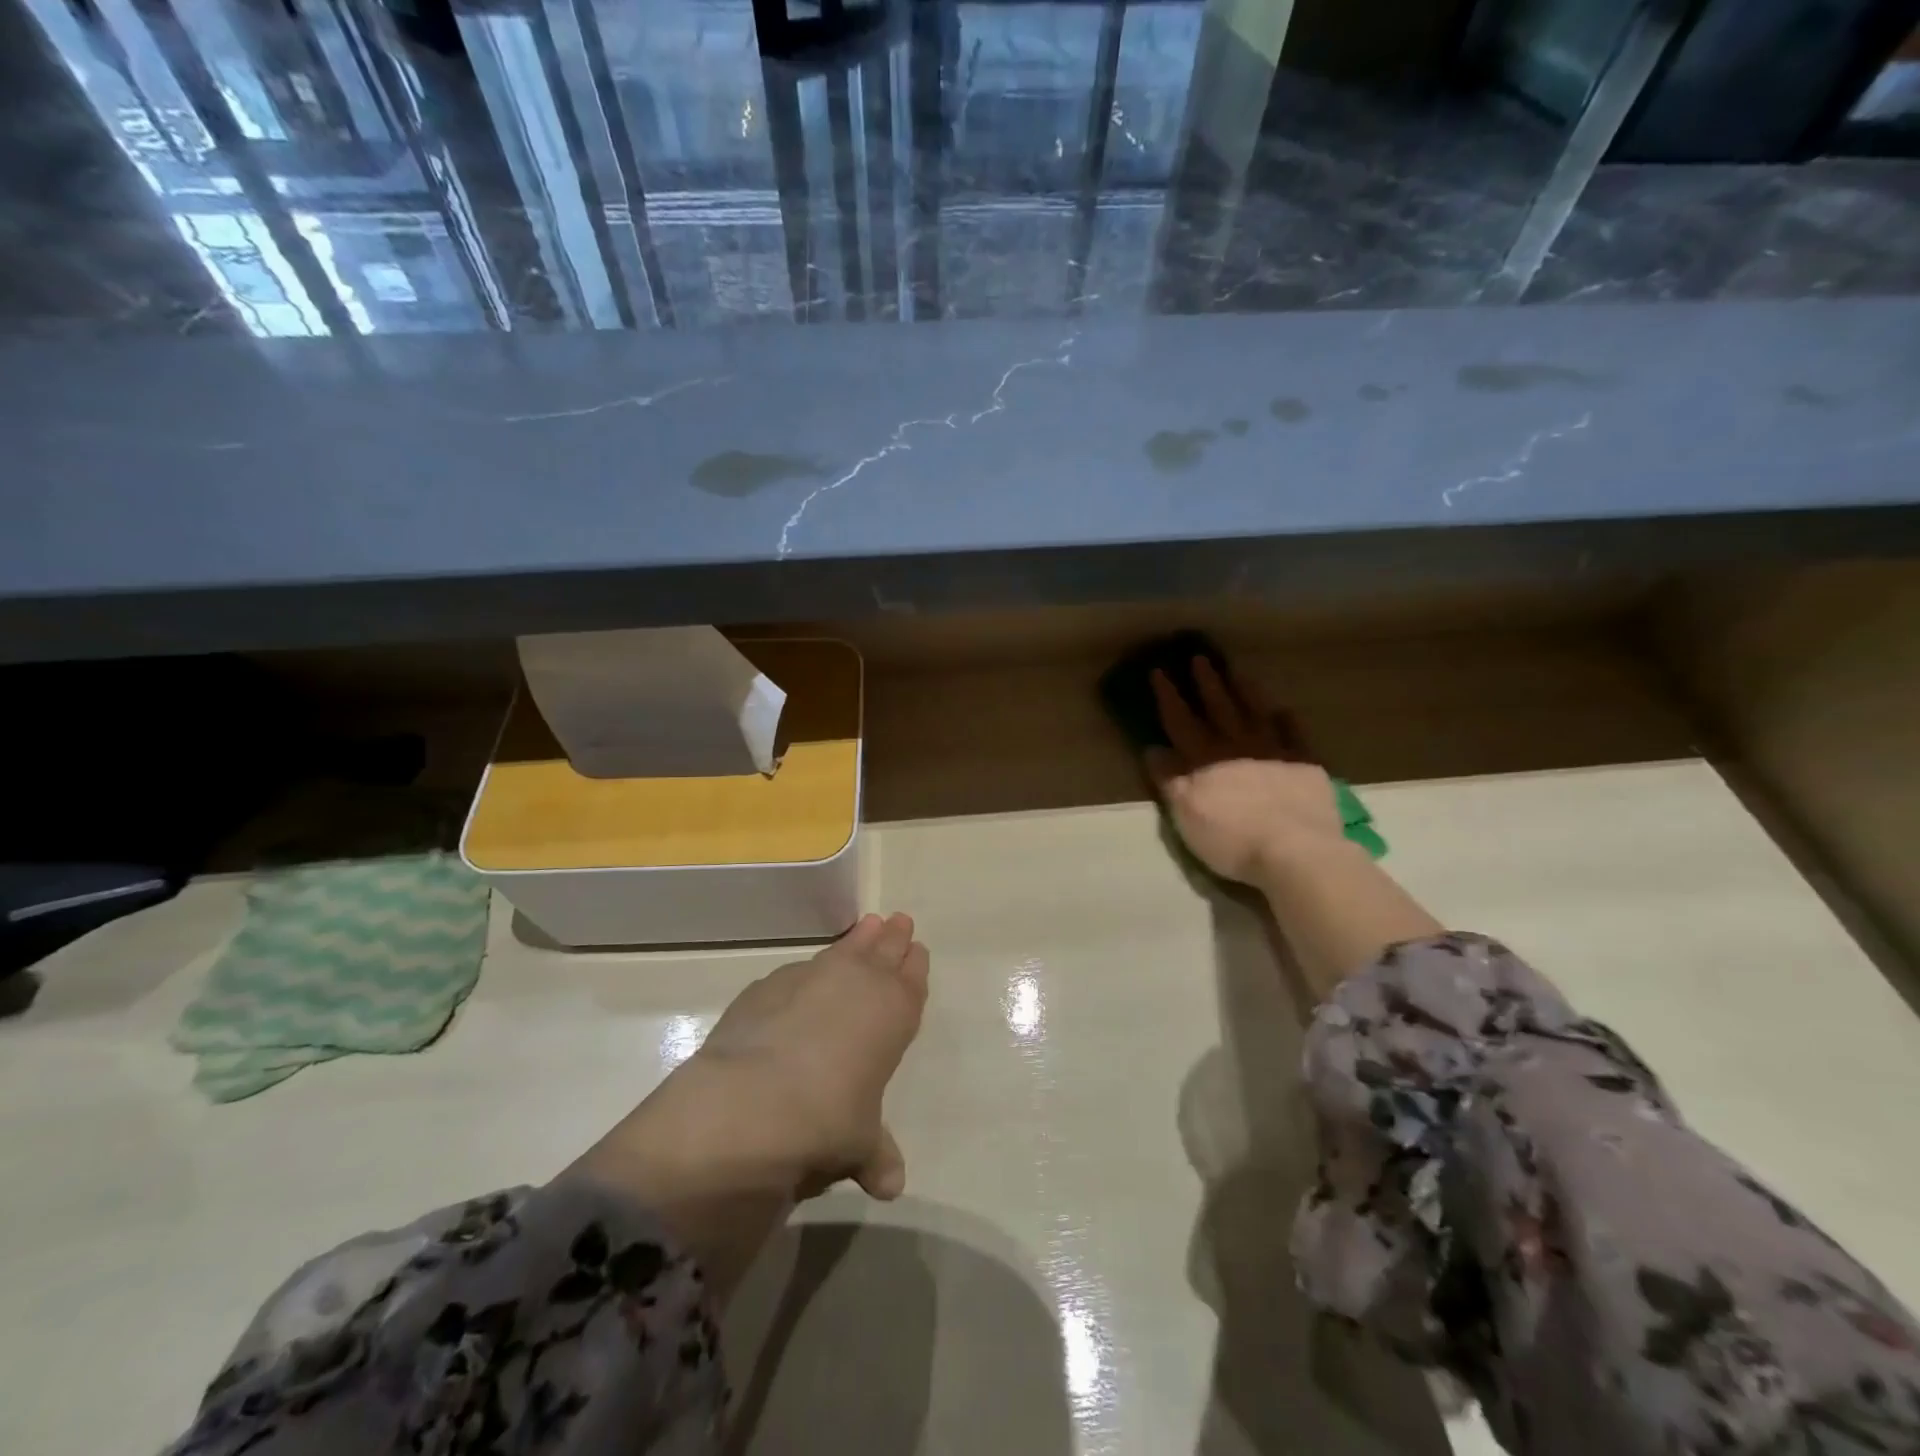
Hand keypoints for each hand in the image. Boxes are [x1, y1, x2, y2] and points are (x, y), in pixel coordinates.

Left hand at [572, 914, 929, 1297]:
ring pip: (843, 949)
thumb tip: (889, 1186)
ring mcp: (810, 977)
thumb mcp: (858, 1143)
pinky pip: (800, 969)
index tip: (917, 949)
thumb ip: (875, 1154)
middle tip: (899, 921)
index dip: (914, 966)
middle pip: (882, 952)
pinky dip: (809, 970)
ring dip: (857, 939)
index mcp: (892, 1013)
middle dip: (892, 938)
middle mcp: (856, 984)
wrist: (755, 1101)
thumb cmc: (828, 1119)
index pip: (911, 980)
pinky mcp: (768, 985)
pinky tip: (805, 976)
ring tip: (867, 926)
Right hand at [1143, 658, 1345, 883]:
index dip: (1168, 696)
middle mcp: (1237, 746)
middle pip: (1219, 708)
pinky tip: (1284, 711)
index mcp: (1204, 759)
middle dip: (1206, 683)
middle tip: (1199, 658)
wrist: (1296, 851)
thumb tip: (1153, 749)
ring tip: (1238, 673)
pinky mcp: (1305, 766)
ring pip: (1256, 713)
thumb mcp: (1186, 814)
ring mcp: (1274, 752)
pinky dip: (1287, 721)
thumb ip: (1169, 780)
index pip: (1180, 720)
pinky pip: (1295, 735)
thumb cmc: (1231, 837)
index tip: (1159, 671)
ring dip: (1245, 692)